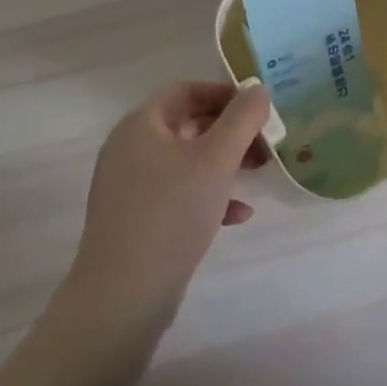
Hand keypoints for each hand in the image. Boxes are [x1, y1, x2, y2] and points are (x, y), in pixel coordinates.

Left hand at [65, 80, 271, 328]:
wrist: (122, 297)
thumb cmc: (172, 213)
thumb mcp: (217, 159)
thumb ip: (242, 118)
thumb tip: (257, 88)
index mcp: (141, 124)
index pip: (185, 90)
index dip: (223, 92)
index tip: (256, 106)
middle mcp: (130, 148)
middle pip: (187, 124)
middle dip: (230, 130)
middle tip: (265, 142)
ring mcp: (130, 186)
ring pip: (185, 160)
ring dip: (224, 162)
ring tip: (259, 173)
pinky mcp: (136, 220)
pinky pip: (177, 193)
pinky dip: (208, 194)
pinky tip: (238, 215)